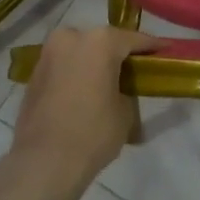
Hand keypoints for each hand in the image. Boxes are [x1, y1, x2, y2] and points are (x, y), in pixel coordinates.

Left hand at [7, 27, 154, 189]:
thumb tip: (121, 91)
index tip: (166, 51)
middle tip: (133, 71)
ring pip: (80, 52)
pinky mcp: (34, 74)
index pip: (134, 39)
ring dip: (93, 64)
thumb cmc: (93, 132)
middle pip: (103, 42)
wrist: (43, 163)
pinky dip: (75, 75)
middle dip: (117, 54)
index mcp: (100, 41)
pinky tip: (84, 94)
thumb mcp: (126, 112)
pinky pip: (63, 67)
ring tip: (106, 84)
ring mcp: (49, 54)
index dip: (152, 47)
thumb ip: (128, 91)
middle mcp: (72, 37)